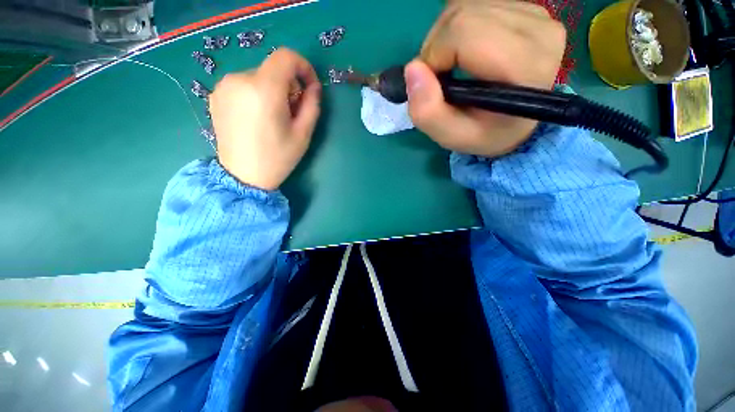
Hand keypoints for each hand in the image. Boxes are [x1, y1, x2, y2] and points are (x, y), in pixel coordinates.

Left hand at [210, 48, 320, 190]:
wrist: (243, 176)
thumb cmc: (278, 158)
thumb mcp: (303, 134)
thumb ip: (312, 105)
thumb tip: (313, 87)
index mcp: (264, 89)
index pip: (286, 56)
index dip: (303, 67)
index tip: (309, 87)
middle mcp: (239, 80)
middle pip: (273, 69)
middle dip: (289, 86)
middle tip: (292, 112)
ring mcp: (224, 86)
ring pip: (258, 77)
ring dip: (272, 91)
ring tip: (274, 118)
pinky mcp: (216, 95)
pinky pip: (244, 85)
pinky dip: (256, 95)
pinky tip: (257, 118)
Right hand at [405, 0, 565, 156]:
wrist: (514, 121)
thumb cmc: (484, 132)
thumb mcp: (452, 136)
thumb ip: (428, 113)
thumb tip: (412, 69)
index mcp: (525, 67)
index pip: (463, 33)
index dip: (434, 56)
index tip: (433, 84)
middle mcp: (539, 31)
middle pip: (463, 15)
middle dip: (437, 46)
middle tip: (440, 77)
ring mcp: (535, 14)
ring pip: (466, 6)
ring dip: (445, 38)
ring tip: (452, 66)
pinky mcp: (527, 8)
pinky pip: (475, 4)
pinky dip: (458, 28)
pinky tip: (465, 51)